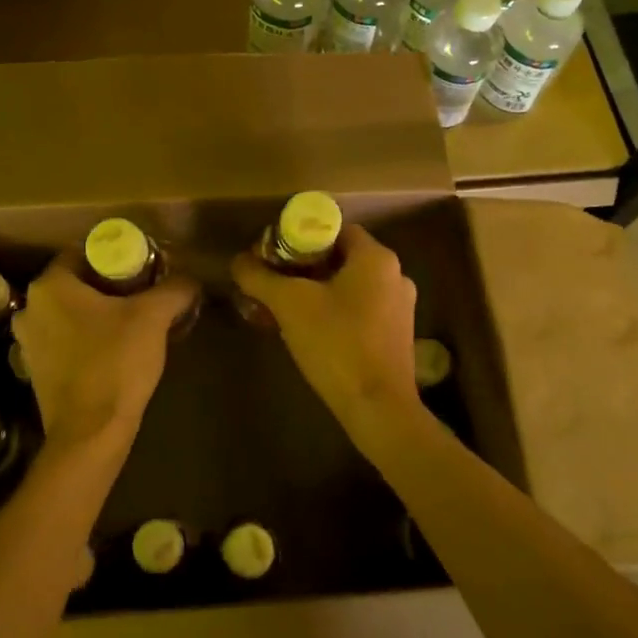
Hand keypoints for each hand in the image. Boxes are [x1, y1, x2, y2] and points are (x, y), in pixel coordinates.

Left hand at [13, 256, 198, 455]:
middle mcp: (30, 309)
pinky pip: (65, 340)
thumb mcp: (153, 317)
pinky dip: (86, 338)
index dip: (116, 256)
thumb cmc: (115, 363)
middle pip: (76, 283)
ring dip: (97, 313)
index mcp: (50, 286)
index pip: (82, 253)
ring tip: (132, 321)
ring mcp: (28, 342)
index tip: (143, 266)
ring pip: (70, 313)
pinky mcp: (36, 370)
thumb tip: (190, 279)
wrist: (90, 433)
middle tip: (143, 292)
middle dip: (109, 285)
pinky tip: (113, 348)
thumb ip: (174, 289)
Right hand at [230, 225, 423, 443]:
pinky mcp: (396, 335)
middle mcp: (394, 275)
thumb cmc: (336, 343)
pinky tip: (307, 331)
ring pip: (348, 286)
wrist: (378, 408)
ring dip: (315, 291)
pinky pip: (358, 309)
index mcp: (376, 257)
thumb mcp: (289, 305)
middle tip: (271, 281)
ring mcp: (399, 307)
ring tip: (282, 308)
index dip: (300, 236)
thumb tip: (238, 261)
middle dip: (302, 267)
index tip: (272, 254)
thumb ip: (260, 277)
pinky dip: (332, 311)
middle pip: (340, 257)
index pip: (334, 229)